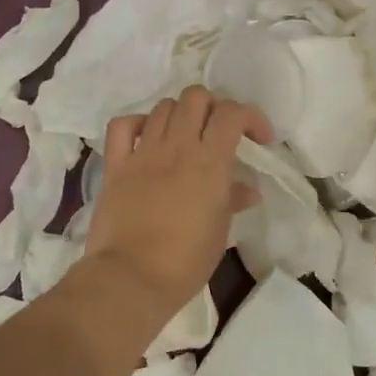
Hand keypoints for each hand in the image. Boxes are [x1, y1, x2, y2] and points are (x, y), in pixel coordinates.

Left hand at [83, 86, 271, 317]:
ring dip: (180, 114)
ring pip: (163, 107)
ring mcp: (143, 153)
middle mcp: (176, 146)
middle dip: (213, 107)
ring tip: (186, 136)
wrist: (130, 279)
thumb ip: (233, 200)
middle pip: (195, 97)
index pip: (232, 113)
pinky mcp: (115, 165)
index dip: (250, 117)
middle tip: (219, 131)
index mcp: (209, 162)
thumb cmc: (185, 262)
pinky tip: (146, 138)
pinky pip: (122, 126)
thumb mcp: (220, 231)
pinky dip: (137, 124)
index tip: (259, 139)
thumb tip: (247, 189)